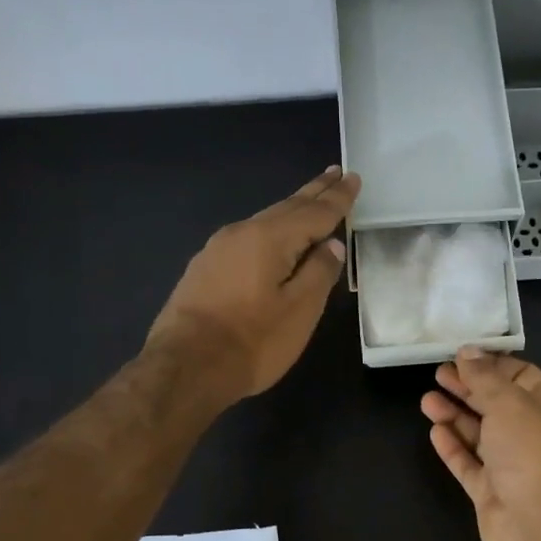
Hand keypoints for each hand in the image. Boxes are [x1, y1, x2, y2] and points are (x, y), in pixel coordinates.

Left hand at [147, 167, 359, 402]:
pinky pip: (247, 241)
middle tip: (335, 173)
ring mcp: (217, 251)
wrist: (186, 367)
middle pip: (286, 209)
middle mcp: (241, 234)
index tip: (353, 179)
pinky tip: (273, 240)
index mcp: (269, 238)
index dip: (337, 198)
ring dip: (291, 211)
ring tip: (310, 202)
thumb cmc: (252, 341)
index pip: (314, 212)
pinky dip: (270, 233)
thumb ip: (319, 272)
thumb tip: (331, 244)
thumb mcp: (299, 310)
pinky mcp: (204, 271)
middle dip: (313, 192)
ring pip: (264, 223)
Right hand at [420, 348, 540, 540]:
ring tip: (427, 400)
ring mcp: (510, 465)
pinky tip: (435, 431)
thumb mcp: (509, 402)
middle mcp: (531, 434)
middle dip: (468, 388)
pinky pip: (468, 464)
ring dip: (454, 415)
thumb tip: (468, 351)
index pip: (521, 376)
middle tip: (438, 373)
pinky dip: (453, 447)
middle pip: (496, 404)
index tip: (462, 354)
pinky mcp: (490, 491)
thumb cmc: (531, 450)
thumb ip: (484, 377)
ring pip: (479, 434)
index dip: (492, 364)